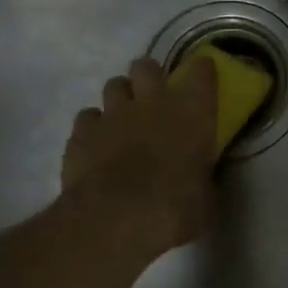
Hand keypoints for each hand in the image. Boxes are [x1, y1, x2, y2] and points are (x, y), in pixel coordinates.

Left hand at [58, 56, 218, 262]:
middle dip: (150, 77)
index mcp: (193, 111)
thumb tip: (202, 177)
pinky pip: (87, 117)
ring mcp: (113, 114)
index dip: (201, 71)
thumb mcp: (206, 196)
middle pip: (146, 67)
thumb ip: (203, 176)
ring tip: (124, 120)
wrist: (116, 220)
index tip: (202, 78)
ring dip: (121, 99)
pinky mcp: (81, 134)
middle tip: (154, 98)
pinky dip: (94, 127)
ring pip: (114, 85)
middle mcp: (153, 101)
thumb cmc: (176, 207)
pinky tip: (97, 144)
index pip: (201, 70)